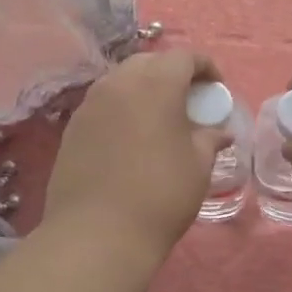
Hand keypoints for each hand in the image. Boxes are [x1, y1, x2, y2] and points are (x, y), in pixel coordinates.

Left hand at [41, 50, 229, 257]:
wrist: (97, 234)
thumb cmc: (160, 195)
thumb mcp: (197, 167)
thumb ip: (209, 139)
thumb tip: (219, 132)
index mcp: (156, 84)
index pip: (184, 57)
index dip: (205, 67)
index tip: (215, 90)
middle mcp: (119, 82)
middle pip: (150, 62)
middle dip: (172, 73)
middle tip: (187, 101)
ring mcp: (90, 103)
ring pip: (122, 80)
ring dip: (143, 88)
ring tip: (158, 118)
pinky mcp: (73, 126)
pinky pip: (103, 102)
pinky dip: (121, 107)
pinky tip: (130, 137)